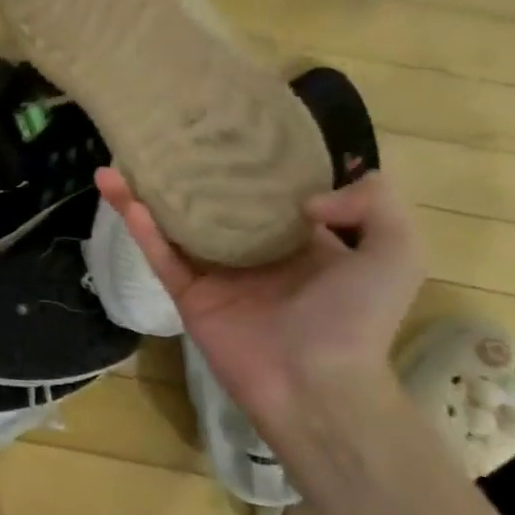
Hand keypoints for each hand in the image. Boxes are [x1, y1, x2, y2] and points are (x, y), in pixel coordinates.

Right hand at [98, 168, 424, 439]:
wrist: (317, 386)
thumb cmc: (356, 317)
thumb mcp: (397, 251)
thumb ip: (372, 202)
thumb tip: (304, 197)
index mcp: (302, 243)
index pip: (270, 192)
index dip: (248, 161)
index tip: (224, 129)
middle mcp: (256, 253)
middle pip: (213, 204)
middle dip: (190, 173)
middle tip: (163, 138)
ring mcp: (217, 275)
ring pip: (176, 225)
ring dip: (147, 194)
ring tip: (120, 160)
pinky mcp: (189, 295)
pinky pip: (160, 254)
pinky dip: (139, 225)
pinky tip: (118, 191)